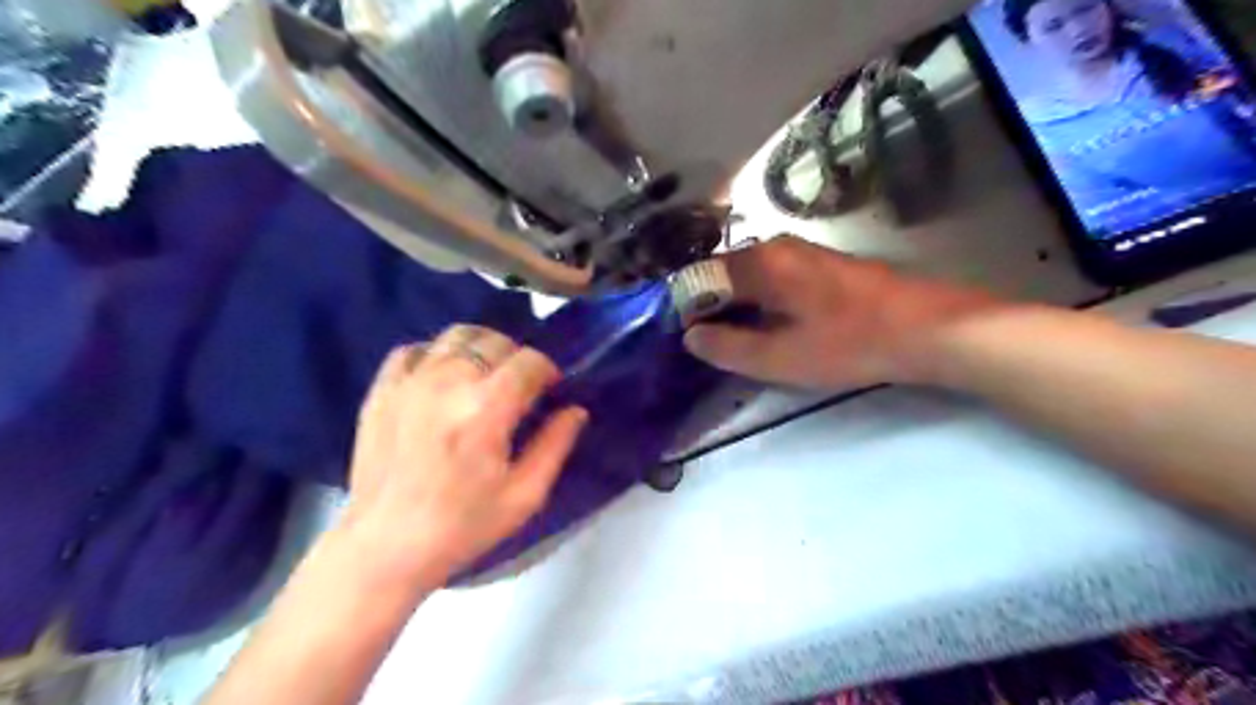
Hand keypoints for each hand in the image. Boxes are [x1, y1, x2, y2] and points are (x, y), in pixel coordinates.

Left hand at [333, 327, 588, 586]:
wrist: (384, 547)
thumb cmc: (462, 526)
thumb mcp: (524, 496)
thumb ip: (555, 446)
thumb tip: (576, 410)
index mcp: (486, 409)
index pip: (530, 361)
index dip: (547, 370)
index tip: (550, 389)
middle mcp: (448, 382)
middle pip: (495, 341)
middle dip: (517, 358)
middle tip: (520, 387)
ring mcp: (410, 382)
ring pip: (457, 336)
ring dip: (481, 349)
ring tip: (484, 377)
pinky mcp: (382, 390)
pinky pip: (414, 349)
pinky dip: (436, 355)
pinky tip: (443, 379)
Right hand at [683, 237, 1008, 391]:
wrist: (928, 328)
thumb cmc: (850, 342)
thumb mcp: (782, 358)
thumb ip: (729, 347)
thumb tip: (690, 336)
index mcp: (760, 263)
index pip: (700, 277)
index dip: (684, 306)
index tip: (679, 336)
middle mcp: (775, 248)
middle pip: (723, 273)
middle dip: (708, 306)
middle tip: (702, 342)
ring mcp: (801, 254)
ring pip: (749, 276)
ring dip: (734, 305)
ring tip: (729, 339)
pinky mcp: (821, 266)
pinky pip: (773, 279)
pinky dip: (759, 301)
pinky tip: (766, 326)